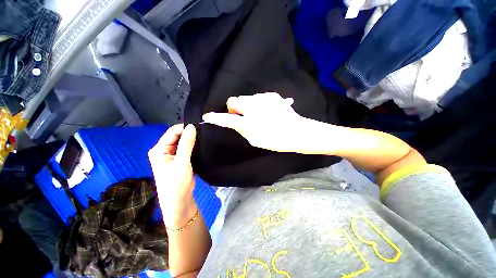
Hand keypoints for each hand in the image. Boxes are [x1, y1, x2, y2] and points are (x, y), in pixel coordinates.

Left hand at [148, 124, 197, 228]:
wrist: (179, 201)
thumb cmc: (177, 182)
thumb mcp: (182, 162)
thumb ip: (186, 143)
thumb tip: (192, 126)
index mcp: (159, 149)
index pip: (172, 132)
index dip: (185, 128)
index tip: (199, 126)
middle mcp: (163, 150)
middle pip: (177, 136)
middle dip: (189, 134)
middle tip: (203, 132)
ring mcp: (172, 156)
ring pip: (183, 143)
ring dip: (192, 140)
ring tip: (204, 137)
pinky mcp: (179, 160)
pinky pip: (186, 149)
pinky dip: (193, 147)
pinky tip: (201, 145)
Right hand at [202, 92, 320, 152]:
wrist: (296, 132)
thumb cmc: (275, 140)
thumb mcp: (255, 140)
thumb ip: (242, 130)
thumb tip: (235, 121)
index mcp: (250, 123)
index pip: (227, 119)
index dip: (216, 118)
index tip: (208, 116)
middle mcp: (254, 108)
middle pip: (234, 100)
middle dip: (234, 107)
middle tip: (241, 115)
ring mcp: (263, 99)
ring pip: (246, 98)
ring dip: (247, 105)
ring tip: (257, 114)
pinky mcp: (271, 95)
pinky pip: (258, 97)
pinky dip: (258, 103)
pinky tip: (266, 110)